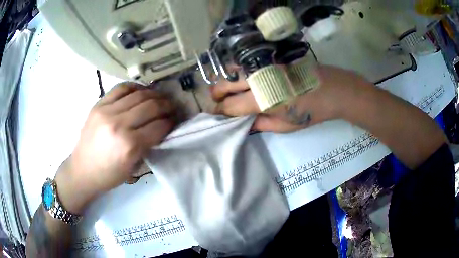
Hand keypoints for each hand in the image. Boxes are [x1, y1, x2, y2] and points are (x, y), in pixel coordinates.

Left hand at [55, 83, 175, 213]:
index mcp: (129, 146)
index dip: (171, 121)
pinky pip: (121, 88)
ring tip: (159, 97)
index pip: (159, 126)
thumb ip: (148, 146)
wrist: (82, 170)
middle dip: (166, 105)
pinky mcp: (98, 104)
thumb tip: (162, 128)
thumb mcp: (133, 167)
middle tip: (172, 107)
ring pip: (138, 94)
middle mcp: (119, 124)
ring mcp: (107, 111)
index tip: (176, 120)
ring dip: (153, 94)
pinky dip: (134, 87)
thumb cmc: (109, 175)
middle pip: (151, 106)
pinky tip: (141, 91)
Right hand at [211, 65, 371, 132]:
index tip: (217, 116)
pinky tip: (244, 80)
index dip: (220, 112)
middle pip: (224, 83)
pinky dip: (238, 73)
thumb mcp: (286, 125)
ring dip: (226, 82)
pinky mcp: (269, 58)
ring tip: (230, 92)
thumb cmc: (312, 111)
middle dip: (216, 95)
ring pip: (231, 70)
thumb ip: (261, 124)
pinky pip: (246, 64)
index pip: (229, 105)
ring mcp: (263, 65)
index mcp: (262, 99)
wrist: (332, 89)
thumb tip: (243, 122)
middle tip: (219, 103)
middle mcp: (258, 78)